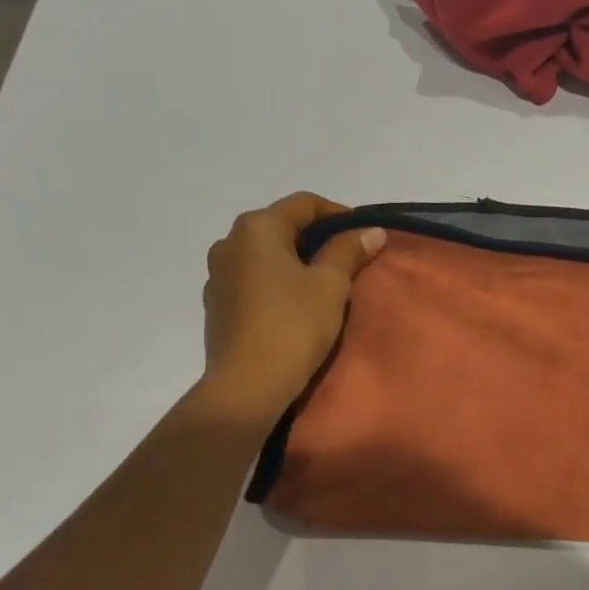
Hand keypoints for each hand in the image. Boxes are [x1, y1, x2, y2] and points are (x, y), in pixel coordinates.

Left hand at [198, 193, 384, 426]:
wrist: (247, 385)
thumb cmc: (293, 325)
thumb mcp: (330, 285)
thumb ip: (349, 251)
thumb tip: (371, 230)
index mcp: (257, 228)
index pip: (304, 204)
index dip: (339, 214)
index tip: (364, 235)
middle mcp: (229, 242)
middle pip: (282, 226)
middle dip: (317, 238)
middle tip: (349, 259)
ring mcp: (218, 275)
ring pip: (266, 255)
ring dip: (296, 261)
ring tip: (324, 284)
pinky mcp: (217, 304)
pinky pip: (254, 280)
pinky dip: (277, 282)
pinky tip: (296, 305)